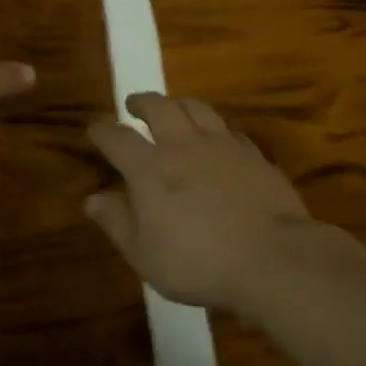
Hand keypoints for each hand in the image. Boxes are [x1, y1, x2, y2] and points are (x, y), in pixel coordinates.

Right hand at [85, 92, 318, 310]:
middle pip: (159, 107)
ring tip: (174, 109)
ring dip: (179, 104)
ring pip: (197, 108)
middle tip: (134, 104)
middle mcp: (183, 146)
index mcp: (149, 169)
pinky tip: (219, 140)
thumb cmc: (199, 263)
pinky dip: (216, 130)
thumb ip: (117, 222)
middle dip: (142, 102)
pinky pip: (229, 130)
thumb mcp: (145, 255)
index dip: (101, 131)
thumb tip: (93, 198)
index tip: (95, 130)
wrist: (272, 257)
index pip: (117, 137)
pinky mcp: (254, 155)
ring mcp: (223, 146)